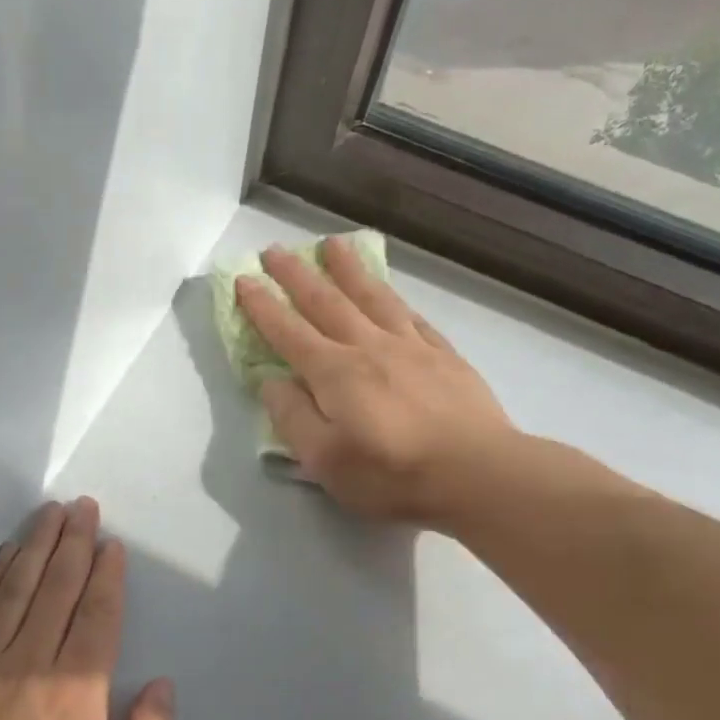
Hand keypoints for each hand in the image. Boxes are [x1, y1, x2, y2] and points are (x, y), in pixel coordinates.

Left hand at [0, 499, 175, 719]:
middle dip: (73, 543)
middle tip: (82, 506)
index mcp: (75, 695)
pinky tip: (2, 561)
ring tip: (49, 515)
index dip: (106, 576)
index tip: (112, 544)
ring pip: (13, 592)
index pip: (96, 617)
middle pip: (56, 590)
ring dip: (35, 549)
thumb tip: (161, 687)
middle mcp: (27, 666)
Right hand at [235, 236, 522, 526]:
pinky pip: (412, 316)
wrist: (475, 473)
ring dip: (347, 270)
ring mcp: (410, 347)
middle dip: (296, 275)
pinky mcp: (444, 357)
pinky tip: (389, 291)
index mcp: (334, 373)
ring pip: (372, 297)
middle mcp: (368, 348)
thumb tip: (272, 382)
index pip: (288, 332)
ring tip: (332, 245)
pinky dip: (394, 298)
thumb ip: (293, 418)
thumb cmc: (391, 474)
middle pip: (326, 302)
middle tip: (275, 250)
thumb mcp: (324, 460)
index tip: (243, 279)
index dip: (263, 306)